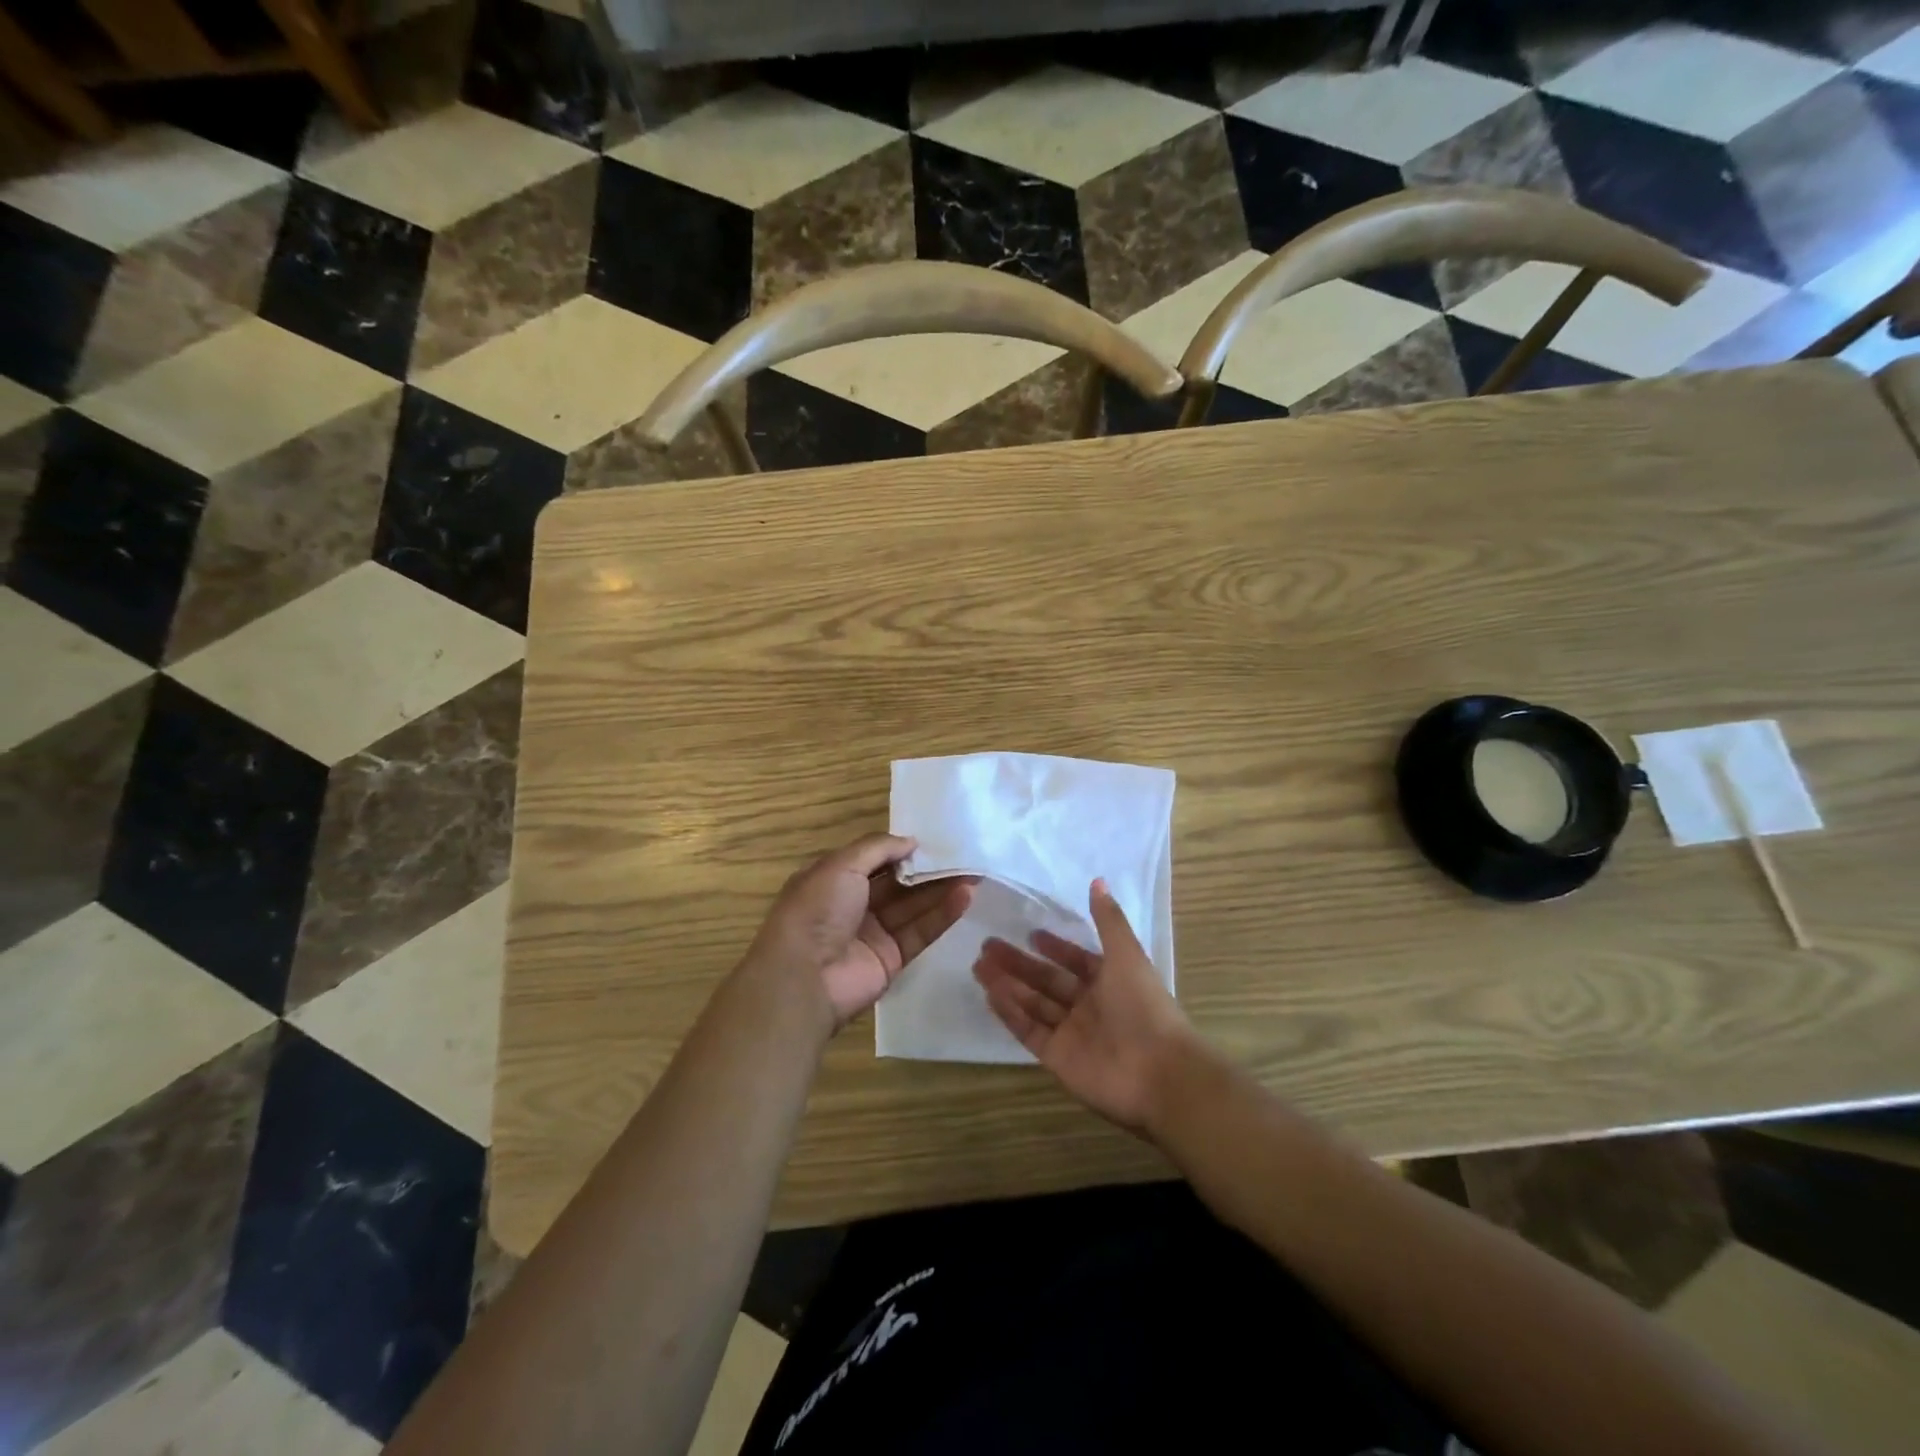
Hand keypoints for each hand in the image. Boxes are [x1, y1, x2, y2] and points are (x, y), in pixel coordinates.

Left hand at [749, 834, 974, 1029]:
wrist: (804, 977)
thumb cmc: (816, 910)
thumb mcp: (841, 865)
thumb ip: (878, 848)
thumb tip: (911, 841)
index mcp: (834, 879)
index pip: (874, 860)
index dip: (901, 850)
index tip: (933, 841)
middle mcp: (854, 904)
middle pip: (899, 884)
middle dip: (929, 870)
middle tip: (964, 856)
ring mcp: (874, 933)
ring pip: (913, 907)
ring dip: (942, 890)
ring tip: (974, 873)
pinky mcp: (892, 959)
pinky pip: (920, 932)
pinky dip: (942, 915)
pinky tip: (965, 897)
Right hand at [973, 879, 1199, 1135]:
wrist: (1158, 1073)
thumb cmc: (1144, 1007)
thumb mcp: (1127, 955)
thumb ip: (1108, 920)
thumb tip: (1097, 880)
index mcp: (1110, 981)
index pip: (1076, 960)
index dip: (1055, 947)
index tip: (1030, 933)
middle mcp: (1089, 1006)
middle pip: (1047, 980)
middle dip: (1019, 963)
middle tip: (987, 945)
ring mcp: (1071, 1033)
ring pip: (1033, 1003)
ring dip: (1008, 984)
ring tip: (978, 966)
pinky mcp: (1057, 1057)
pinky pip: (1029, 1030)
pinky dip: (1010, 1013)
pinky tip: (990, 994)